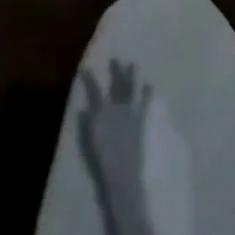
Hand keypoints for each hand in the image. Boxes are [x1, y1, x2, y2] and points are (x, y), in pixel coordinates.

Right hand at [76, 59, 150, 203]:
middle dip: (116, 71)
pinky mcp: (142, 121)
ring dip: (133, 77)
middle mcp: (117, 108)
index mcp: (101, 113)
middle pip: (116, 86)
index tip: (86, 67)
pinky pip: (145, 103)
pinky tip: (151, 85)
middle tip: (116, 59)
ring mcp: (131, 114)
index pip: (94, 91)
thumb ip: (86, 124)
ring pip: (131, 89)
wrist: (124, 174)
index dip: (90, 79)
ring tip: (134, 65)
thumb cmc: (103, 161)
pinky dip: (147, 94)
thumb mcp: (89, 142)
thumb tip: (83, 108)